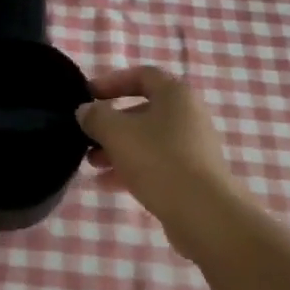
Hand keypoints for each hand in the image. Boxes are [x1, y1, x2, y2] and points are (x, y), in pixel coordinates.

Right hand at [77, 66, 242, 242]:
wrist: (204, 213)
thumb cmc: (159, 160)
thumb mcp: (117, 133)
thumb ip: (96, 117)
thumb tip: (86, 111)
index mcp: (175, 95)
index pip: (141, 75)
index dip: (111, 82)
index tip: (87, 96)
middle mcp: (188, 116)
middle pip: (142, 111)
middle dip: (111, 123)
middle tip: (86, 135)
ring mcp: (192, 147)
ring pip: (147, 140)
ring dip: (117, 148)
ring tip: (92, 163)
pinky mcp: (192, 175)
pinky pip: (156, 164)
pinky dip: (131, 168)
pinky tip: (107, 184)